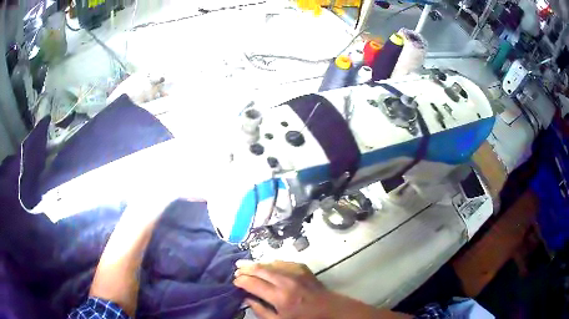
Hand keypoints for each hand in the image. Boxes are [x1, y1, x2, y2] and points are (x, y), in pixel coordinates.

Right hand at [233, 260, 411, 318]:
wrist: (330, 309)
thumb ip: (261, 310)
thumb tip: (247, 299)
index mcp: (280, 296)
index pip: (253, 283)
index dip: (241, 281)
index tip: (234, 281)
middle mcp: (286, 281)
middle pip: (261, 270)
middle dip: (246, 268)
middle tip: (236, 268)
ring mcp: (296, 273)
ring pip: (270, 263)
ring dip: (257, 263)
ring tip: (245, 264)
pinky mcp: (303, 269)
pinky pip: (283, 262)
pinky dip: (271, 262)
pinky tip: (266, 264)